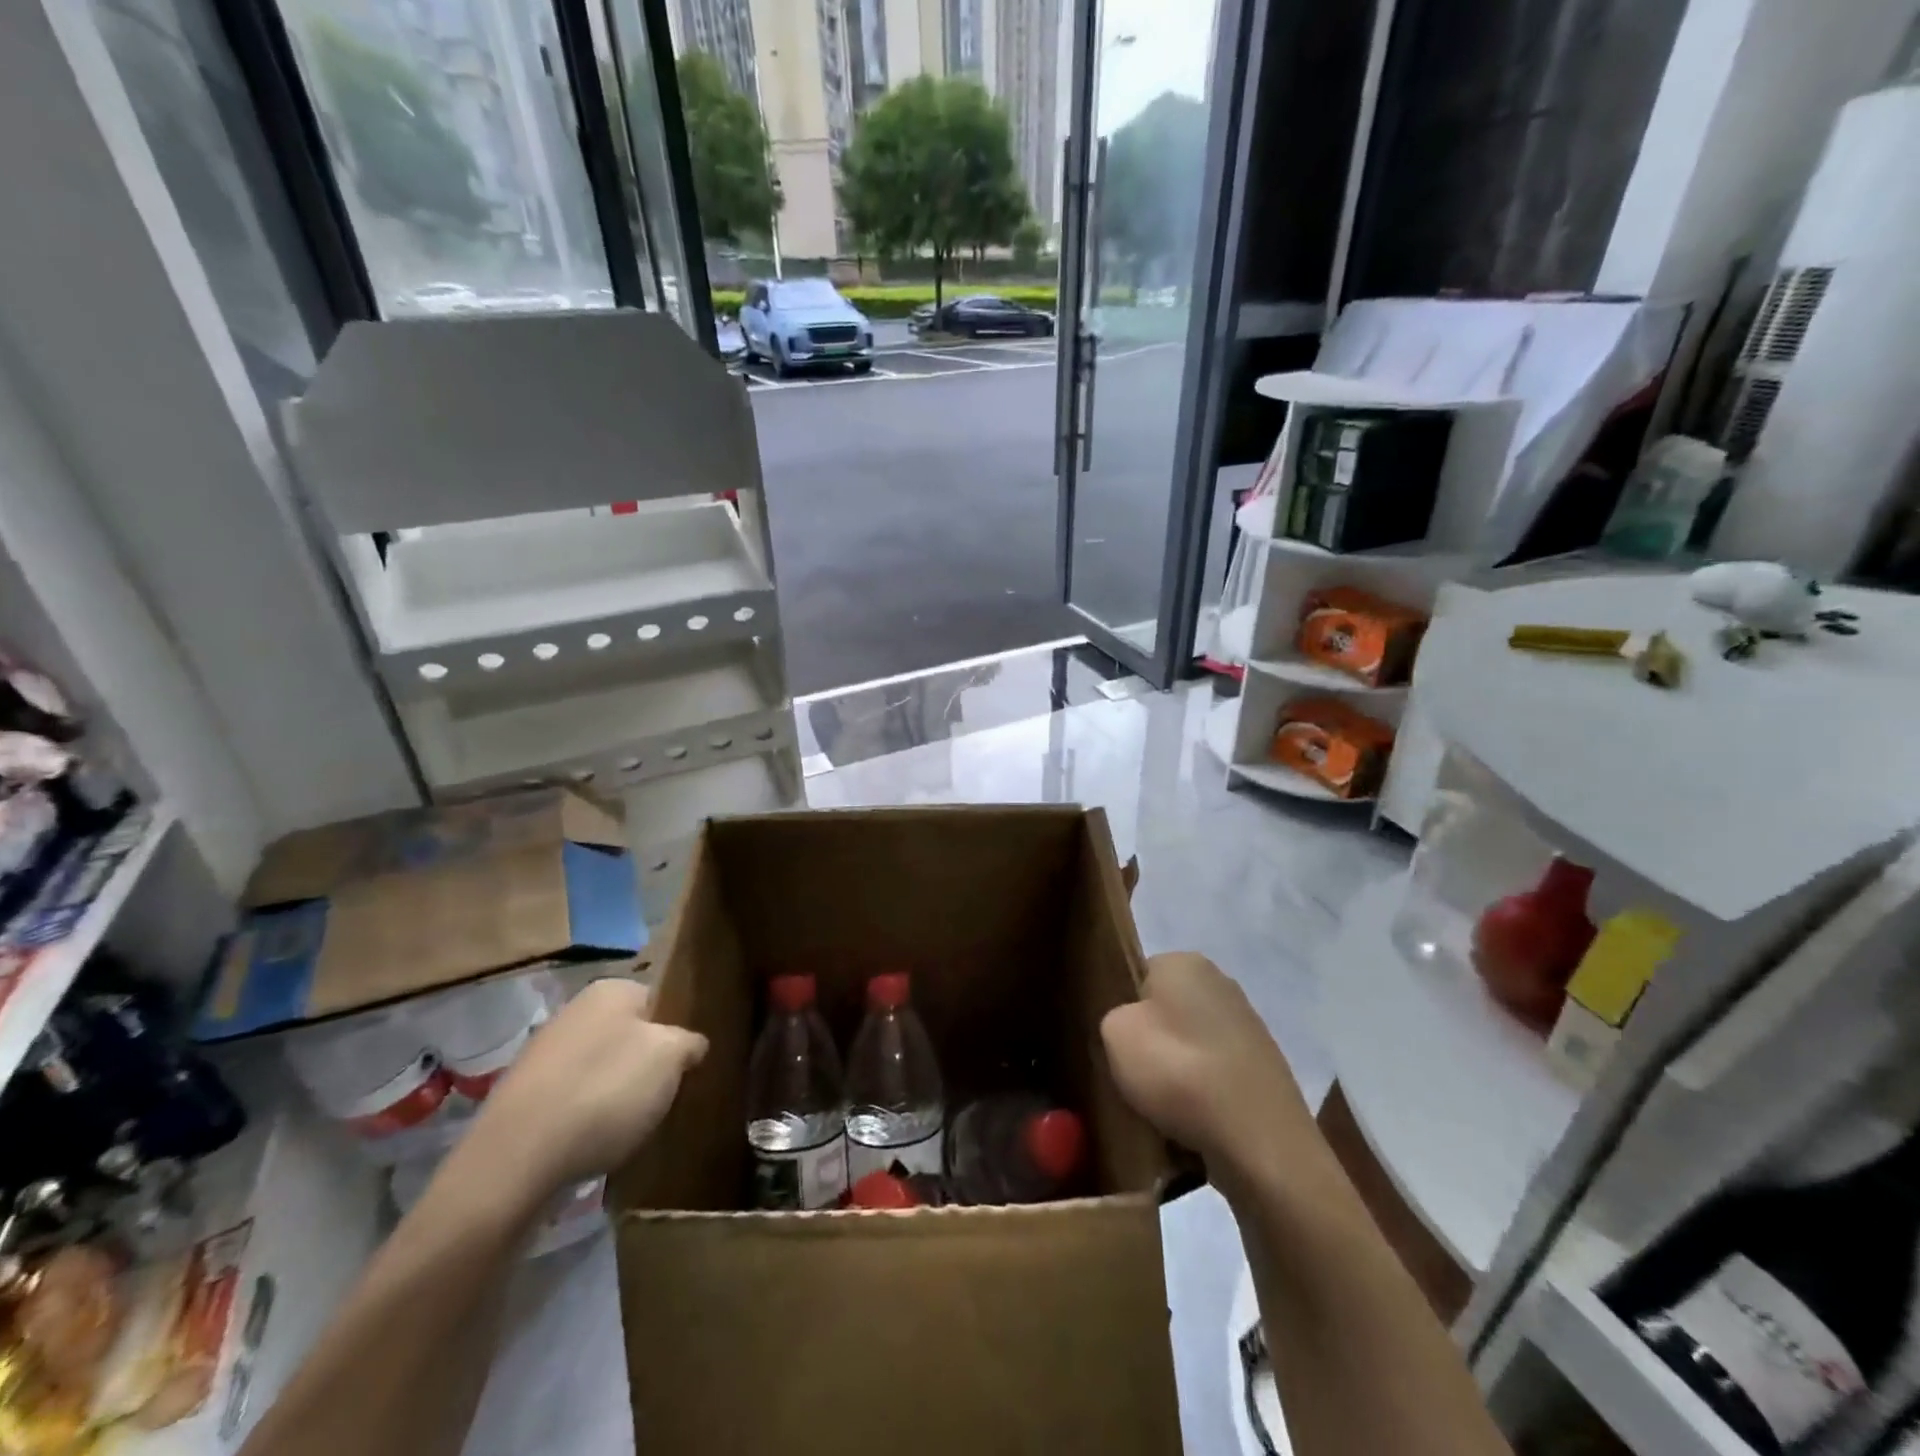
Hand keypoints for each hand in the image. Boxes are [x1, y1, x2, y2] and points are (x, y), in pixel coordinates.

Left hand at [463, 978, 707, 1197]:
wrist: (516, 1160)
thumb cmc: (606, 1091)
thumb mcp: (671, 1058)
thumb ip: (689, 1043)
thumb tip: (691, 1044)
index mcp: (611, 989)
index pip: (660, 1000)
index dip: (678, 1031)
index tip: (689, 1064)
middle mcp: (575, 1010)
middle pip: (630, 1034)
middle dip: (648, 1063)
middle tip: (666, 1095)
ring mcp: (544, 1054)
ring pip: (601, 1067)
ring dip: (618, 1091)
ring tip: (634, 1124)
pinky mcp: (524, 1097)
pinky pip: (574, 1098)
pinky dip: (588, 1115)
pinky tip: (597, 1141)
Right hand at [1100, 952, 1314, 1181]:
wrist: (1259, 1140)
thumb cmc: (1178, 1070)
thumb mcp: (1115, 1034)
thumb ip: (1114, 1017)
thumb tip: (1133, 1028)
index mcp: (1184, 962)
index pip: (1139, 977)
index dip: (1125, 1011)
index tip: (1119, 1046)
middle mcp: (1221, 982)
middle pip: (1168, 1011)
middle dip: (1154, 1042)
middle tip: (1136, 1078)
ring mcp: (1249, 1026)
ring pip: (1192, 1046)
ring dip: (1179, 1072)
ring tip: (1165, 1109)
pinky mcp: (1266, 1068)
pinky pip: (1217, 1076)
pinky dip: (1205, 1095)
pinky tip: (1195, 1123)